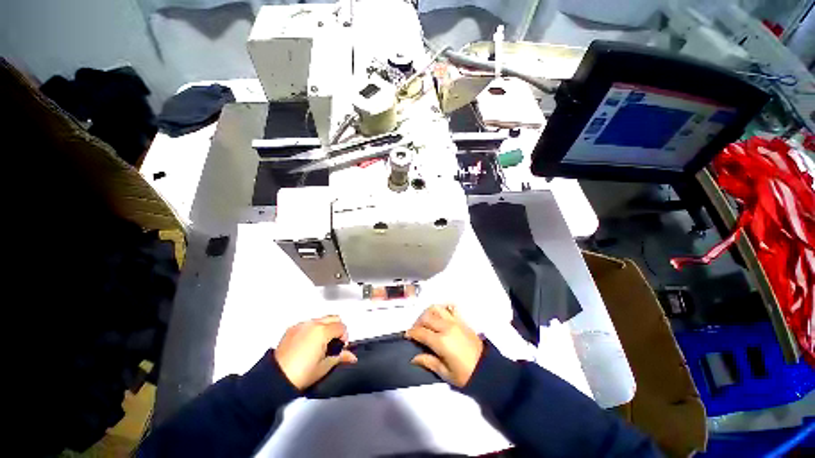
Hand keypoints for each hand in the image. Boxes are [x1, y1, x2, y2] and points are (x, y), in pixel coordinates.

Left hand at [274, 315, 356, 389]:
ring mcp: (301, 325)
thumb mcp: (324, 367)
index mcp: (322, 331)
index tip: (340, 348)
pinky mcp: (292, 329)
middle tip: (333, 344)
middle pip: (333, 318)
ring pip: (321, 319)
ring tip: (320, 345)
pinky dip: (312, 330)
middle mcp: (313, 323)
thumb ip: (340, 357)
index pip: (342, 327)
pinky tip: (308, 344)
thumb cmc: (302, 374)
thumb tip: (352, 357)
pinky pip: (308, 324)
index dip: (344, 337)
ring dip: (325, 328)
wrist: (275, 379)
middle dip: (337, 329)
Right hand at [405, 305, 483, 387]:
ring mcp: (454, 321)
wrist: (487, 368)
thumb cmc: (465, 374)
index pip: (421, 332)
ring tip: (426, 322)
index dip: (411, 333)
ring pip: (436, 308)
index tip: (407, 335)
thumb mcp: (445, 373)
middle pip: (426, 317)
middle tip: (415, 331)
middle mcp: (446, 327)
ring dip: (428, 313)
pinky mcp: (461, 320)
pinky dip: (442, 308)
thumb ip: (428, 362)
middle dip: (417, 323)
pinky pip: (449, 308)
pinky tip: (439, 316)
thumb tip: (414, 357)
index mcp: (441, 341)